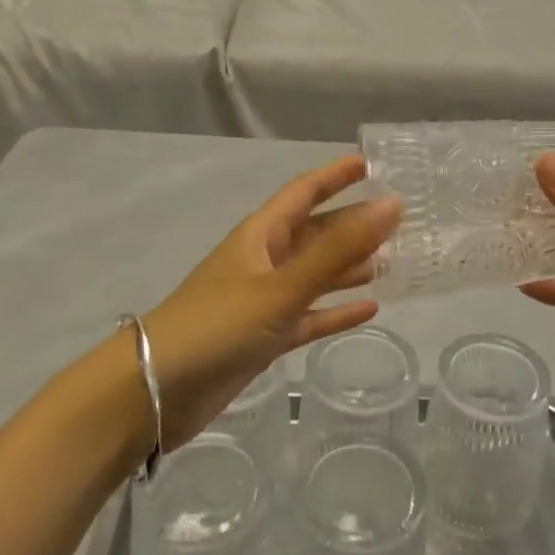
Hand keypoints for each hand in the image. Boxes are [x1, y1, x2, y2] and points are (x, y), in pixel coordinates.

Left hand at [143, 155, 399, 445]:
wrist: (155, 391)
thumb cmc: (217, 325)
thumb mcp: (281, 286)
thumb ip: (337, 249)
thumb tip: (391, 205)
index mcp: (261, 236)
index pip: (304, 192)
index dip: (335, 175)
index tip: (371, 163)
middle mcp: (264, 261)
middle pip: (315, 233)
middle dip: (352, 224)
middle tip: (400, 221)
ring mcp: (264, 301)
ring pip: (315, 275)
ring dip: (349, 268)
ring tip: (394, 262)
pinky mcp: (264, 337)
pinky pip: (309, 316)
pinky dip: (336, 311)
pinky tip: (370, 310)